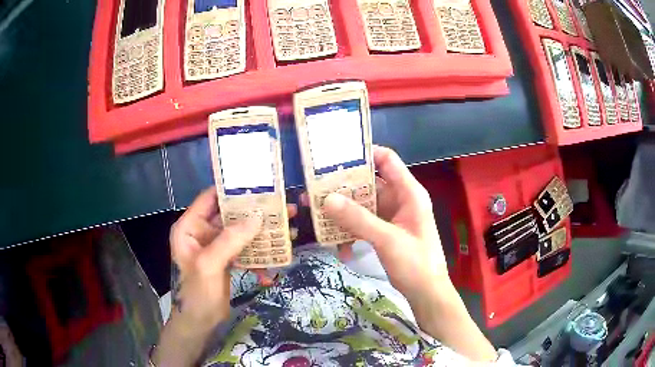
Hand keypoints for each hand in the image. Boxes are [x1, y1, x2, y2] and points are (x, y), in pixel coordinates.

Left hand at [156, 188, 295, 365]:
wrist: (199, 324)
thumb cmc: (197, 294)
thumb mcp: (209, 265)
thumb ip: (230, 240)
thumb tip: (257, 218)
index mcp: (189, 227)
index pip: (210, 198)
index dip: (232, 191)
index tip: (259, 187)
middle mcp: (201, 232)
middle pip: (230, 215)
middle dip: (255, 214)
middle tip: (282, 210)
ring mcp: (215, 247)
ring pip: (240, 233)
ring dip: (260, 235)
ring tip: (286, 232)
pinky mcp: (226, 260)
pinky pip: (244, 250)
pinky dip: (257, 255)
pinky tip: (272, 264)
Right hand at [323, 145, 447, 302]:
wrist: (426, 293)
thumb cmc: (415, 263)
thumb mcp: (387, 239)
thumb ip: (358, 219)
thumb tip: (327, 199)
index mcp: (408, 192)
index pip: (387, 160)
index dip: (364, 154)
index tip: (336, 157)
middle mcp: (399, 199)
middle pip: (369, 183)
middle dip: (344, 186)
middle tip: (316, 188)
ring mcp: (391, 216)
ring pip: (363, 204)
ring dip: (343, 211)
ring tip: (317, 215)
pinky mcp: (384, 231)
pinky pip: (363, 223)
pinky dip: (350, 231)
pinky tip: (339, 247)